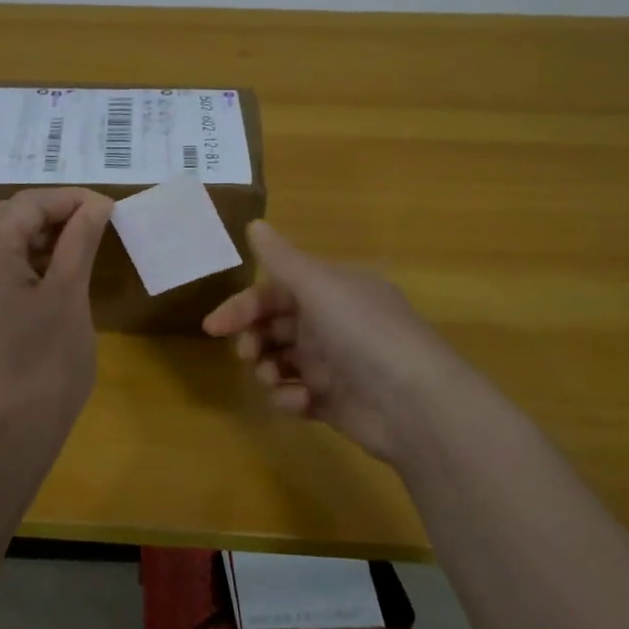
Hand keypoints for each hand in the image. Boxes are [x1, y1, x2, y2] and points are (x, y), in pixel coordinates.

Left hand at [0, 188, 113, 441]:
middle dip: (41, 210)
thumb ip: (79, 242)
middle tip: (81, 222)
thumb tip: (96, 204)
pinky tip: (55, 275)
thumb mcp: (69, 293)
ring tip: (74, 245)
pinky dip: (23, 259)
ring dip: (31, 234)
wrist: (12, 427)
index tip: (107, 208)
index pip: (26, 205)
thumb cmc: (46, 358)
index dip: (68, 199)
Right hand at [204, 220, 483, 463]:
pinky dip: (290, 399)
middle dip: (253, 339)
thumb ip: (282, 259)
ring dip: (267, 368)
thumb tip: (254, 224)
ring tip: (271, 378)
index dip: (242, 306)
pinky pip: (296, 395)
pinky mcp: (334, 402)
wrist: (415, 405)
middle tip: (247, 354)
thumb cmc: (364, 334)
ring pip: (281, 361)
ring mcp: (333, 365)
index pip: (275, 292)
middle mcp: (332, 323)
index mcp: (332, 291)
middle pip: (275, 326)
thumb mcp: (321, 287)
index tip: (213, 327)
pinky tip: (299, 403)